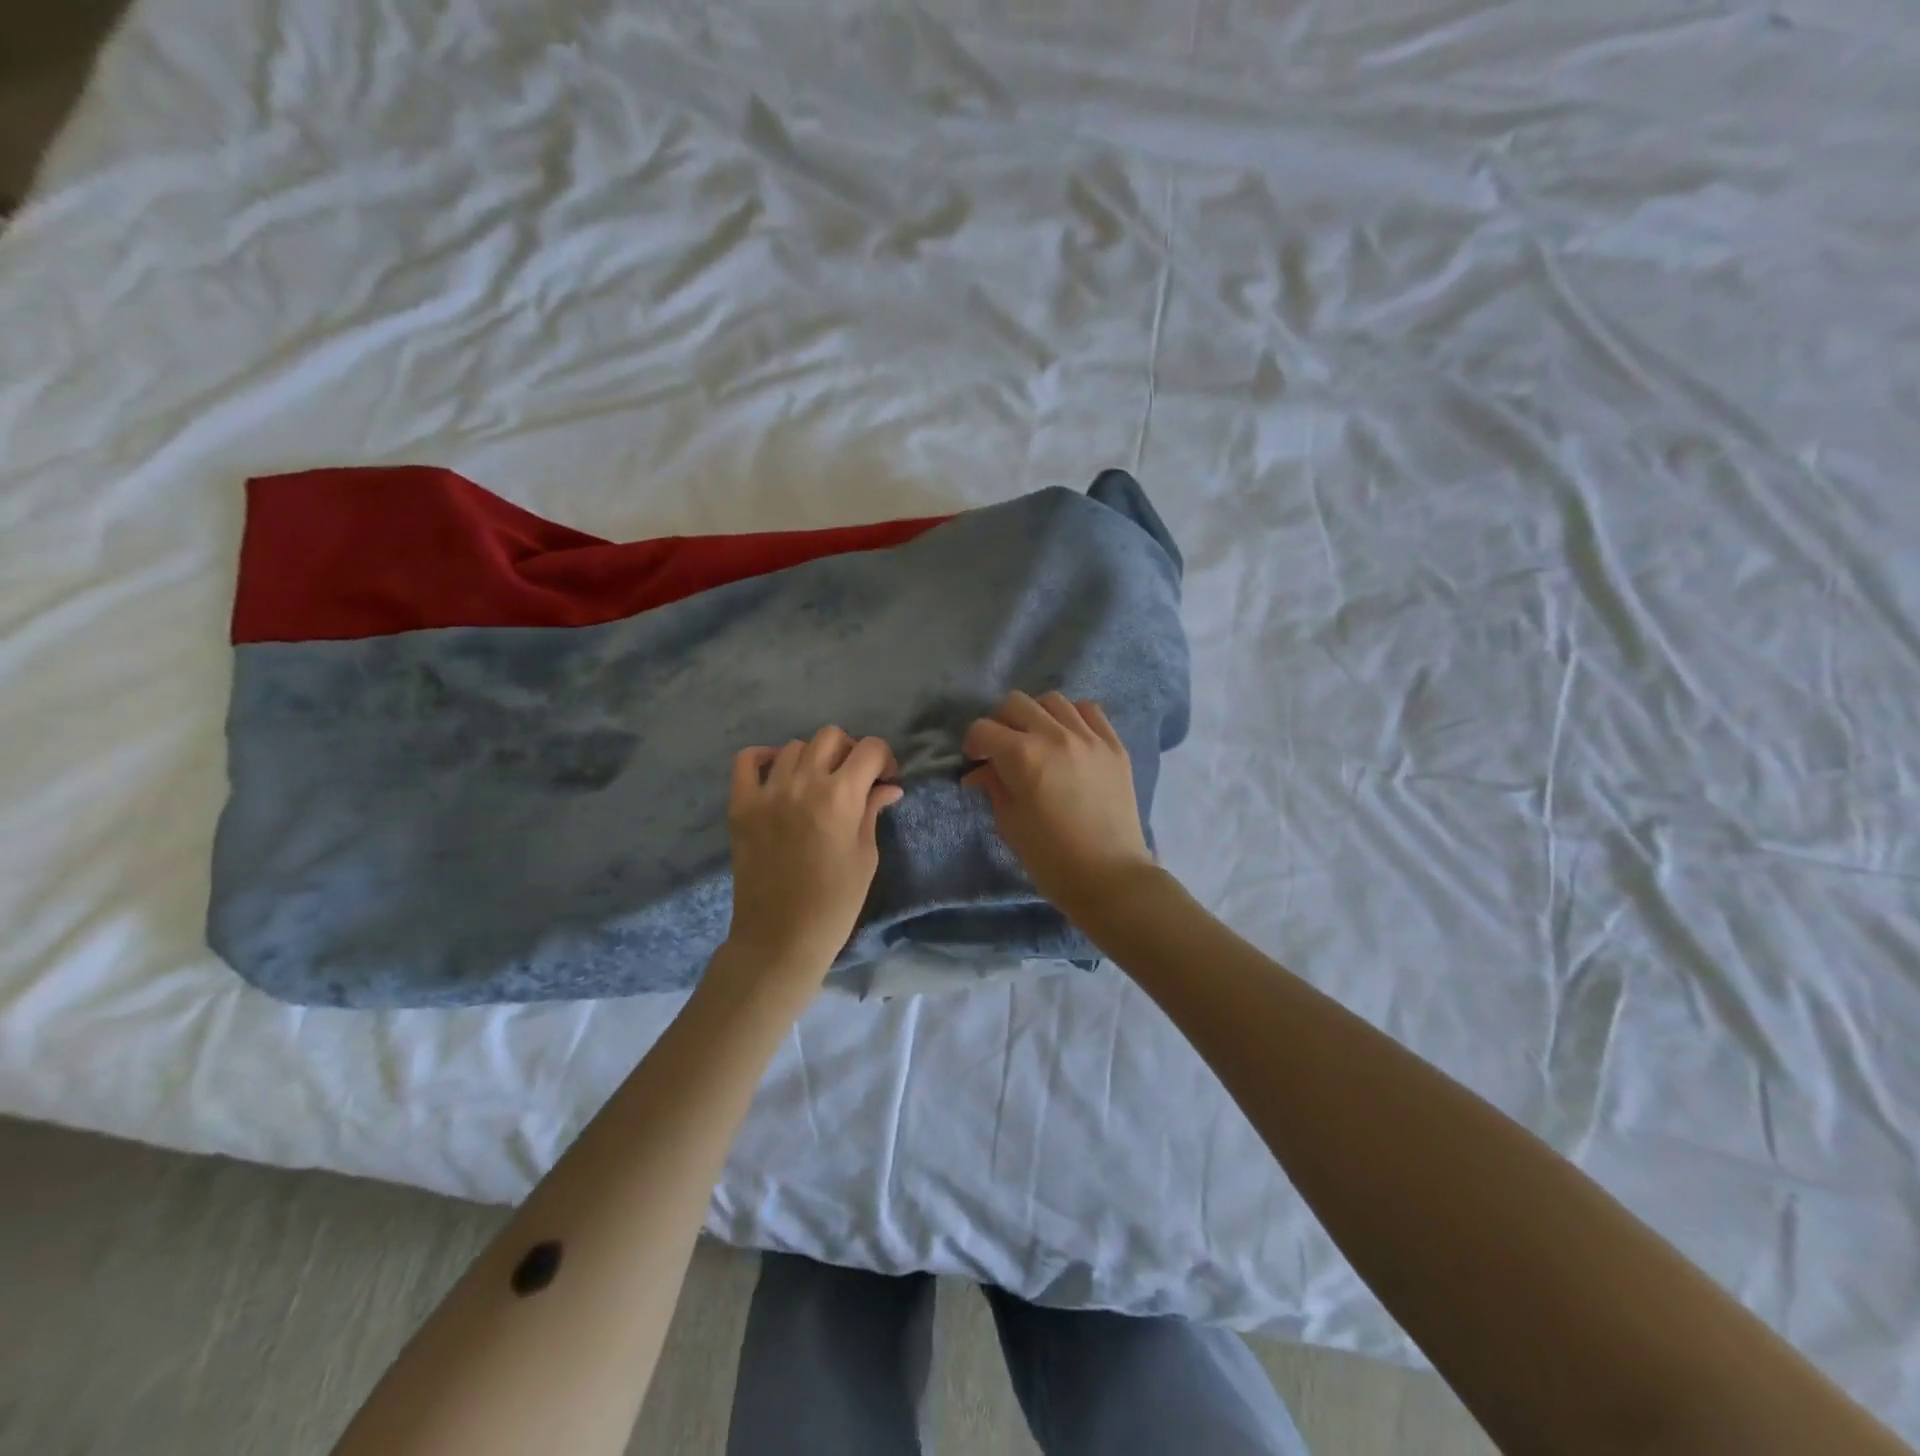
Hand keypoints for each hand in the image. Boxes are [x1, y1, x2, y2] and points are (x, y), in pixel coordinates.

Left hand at [723, 726, 903, 982]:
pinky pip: (748, 760)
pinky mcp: (741, 806)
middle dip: (850, 751)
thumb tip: (887, 786)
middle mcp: (803, 784)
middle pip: (831, 737)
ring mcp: (767, 792)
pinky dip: (766, 758)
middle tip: (854, 780)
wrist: (781, 937)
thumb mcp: (866, 856)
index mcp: (841, 797)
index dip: (884, 759)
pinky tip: (780, 774)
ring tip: (817, 784)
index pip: (870, 749)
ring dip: (814, 758)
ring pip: (795, 746)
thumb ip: (872, 812)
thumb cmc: (835, 903)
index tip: (885, 780)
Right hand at [961, 691, 1156, 922]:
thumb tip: (981, 771)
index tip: (975, 761)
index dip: (973, 744)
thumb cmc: (1050, 859)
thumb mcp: (1010, 823)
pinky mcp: (1115, 746)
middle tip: (1002, 748)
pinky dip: (1073, 718)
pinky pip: (1090, 712)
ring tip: (1037, 740)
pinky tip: (1069, 738)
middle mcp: (1056, 735)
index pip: (984, 729)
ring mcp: (1090, 737)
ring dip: (1036, 715)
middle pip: (1016, 703)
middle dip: (1000, 722)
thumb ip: (994, 786)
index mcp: (1023, 755)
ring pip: (1054, 701)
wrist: (1109, 877)